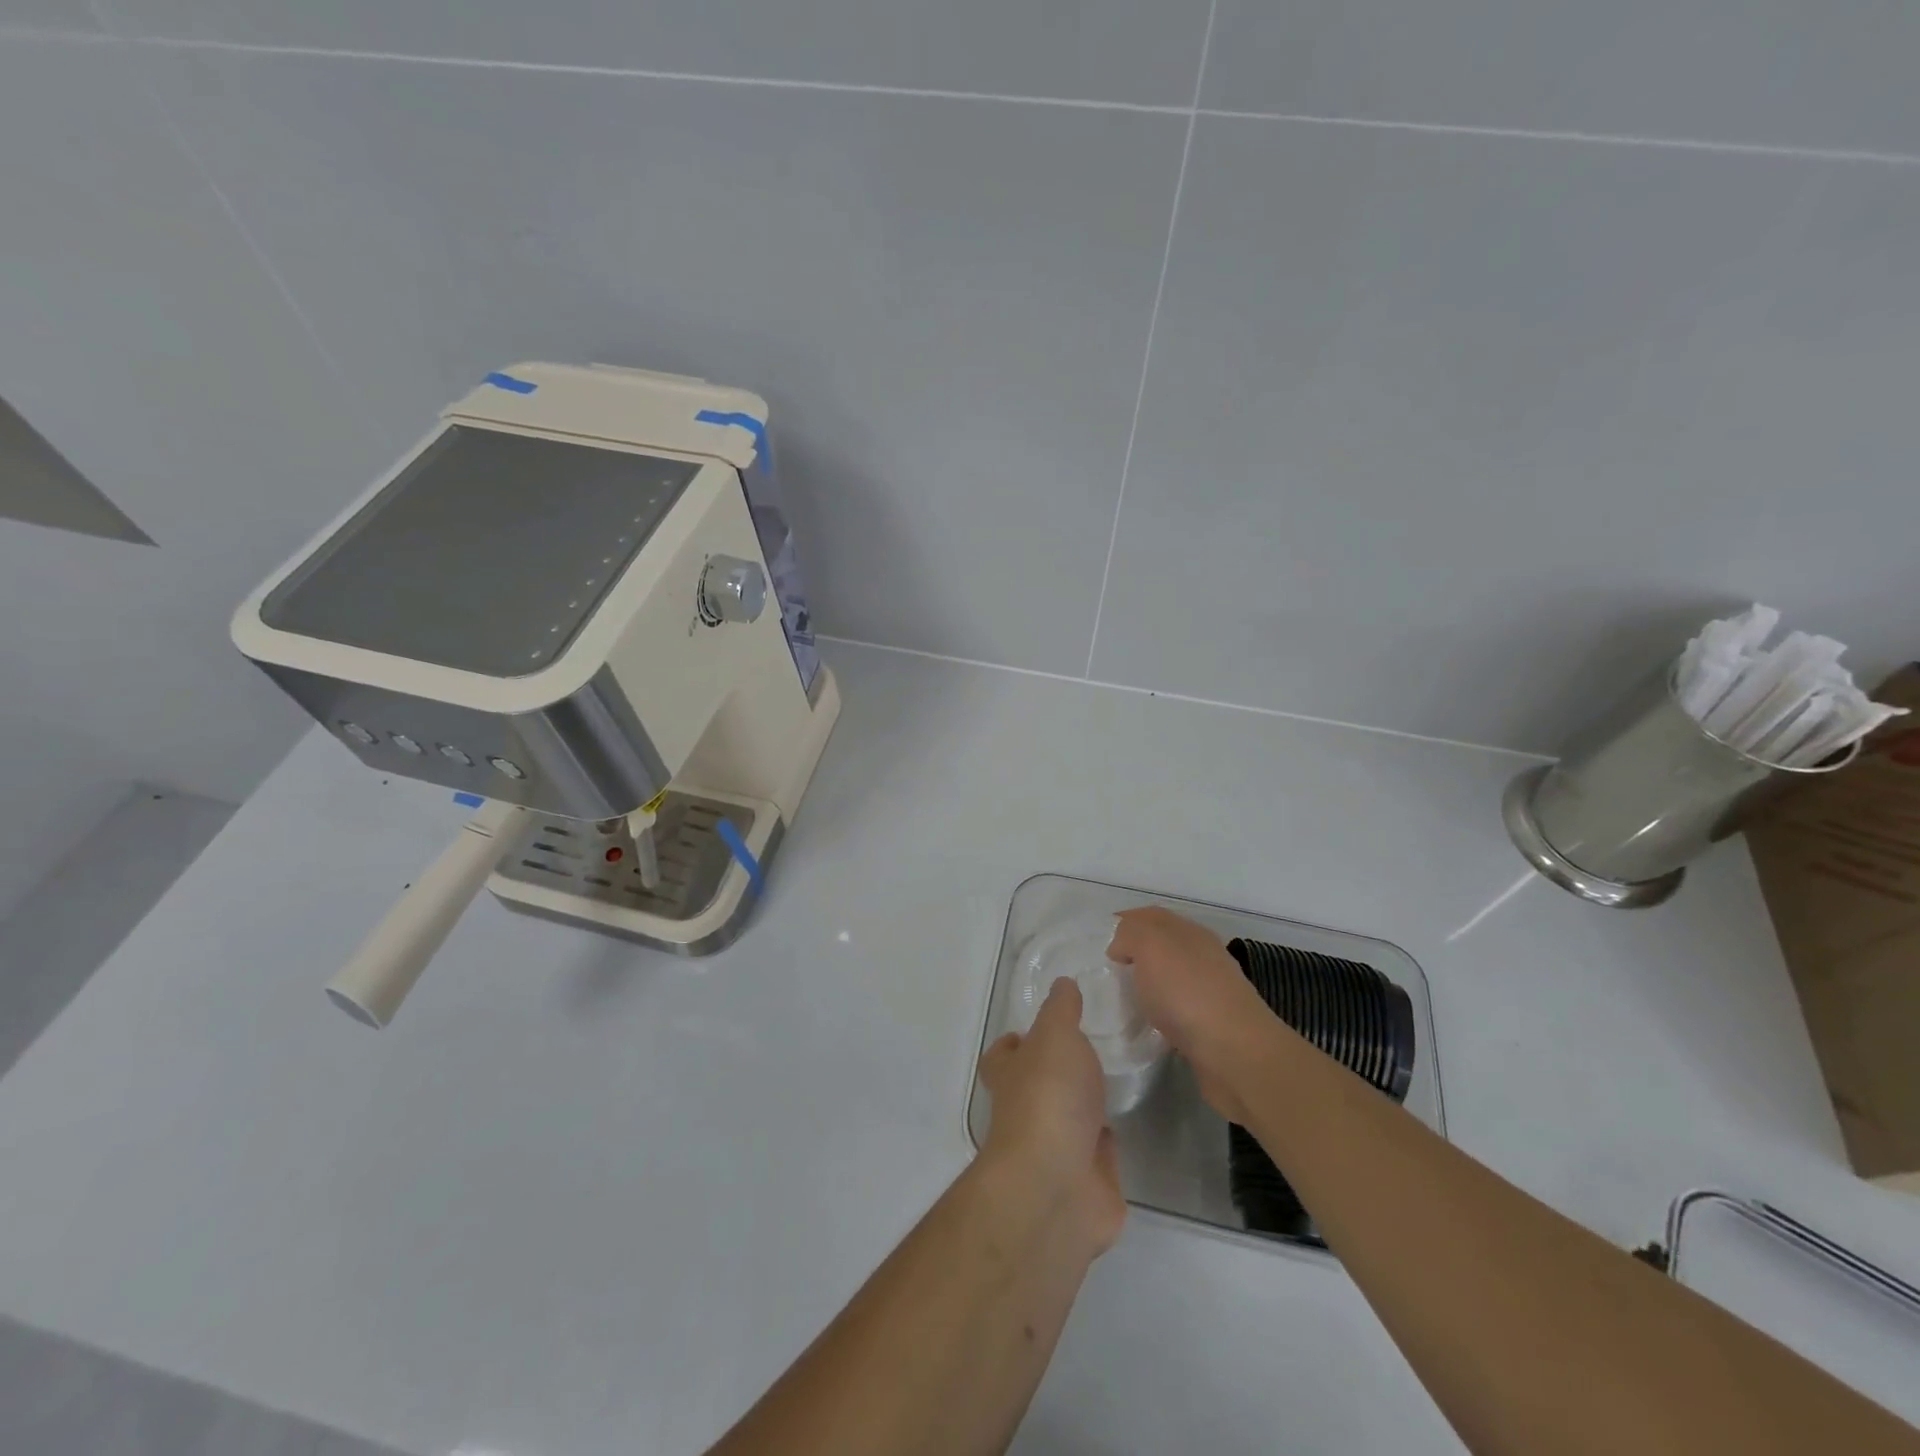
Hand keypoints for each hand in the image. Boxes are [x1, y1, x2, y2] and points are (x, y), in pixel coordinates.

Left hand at [977, 979, 1125, 1255]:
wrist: (1058, 1185)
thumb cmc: (1048, 1097)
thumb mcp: (1055, 1036)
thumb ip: (1061, 1010)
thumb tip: (1062, 984)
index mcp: (1010, 1076)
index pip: (1002, 1056)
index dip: (1015, 1042)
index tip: (1041, 1028)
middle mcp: (1027, 1111)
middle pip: (1036, 1086)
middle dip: (1057, 1072)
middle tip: (1092, 1049)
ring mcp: (1055, 1149)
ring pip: (1069, 1120)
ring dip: (1085, 1106)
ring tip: (1116, 1078)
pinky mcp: (1087, 1180)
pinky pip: (1098, 1153)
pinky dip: (1108, 1141)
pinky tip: (1128, 1119)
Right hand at [1106, 907, 1277, 1123]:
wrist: (1236, 1054)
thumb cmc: (1188, 993)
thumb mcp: (1150, 946)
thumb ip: (1130, 934)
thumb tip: (1121, 947)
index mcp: (1189, 932)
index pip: (1151, 916)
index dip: (1124, 922)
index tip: (1098, 941)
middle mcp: (1202, 956)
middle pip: (1162, 945)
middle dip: (1133, 953)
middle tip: (1103, 971)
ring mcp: (1210, 992)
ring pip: (1169, 978)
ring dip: (1146, 985)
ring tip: (1118, 999)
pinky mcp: (1210, 1027)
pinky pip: (1176, 1010)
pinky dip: (1158, 1012)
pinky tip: (1144, 1025)